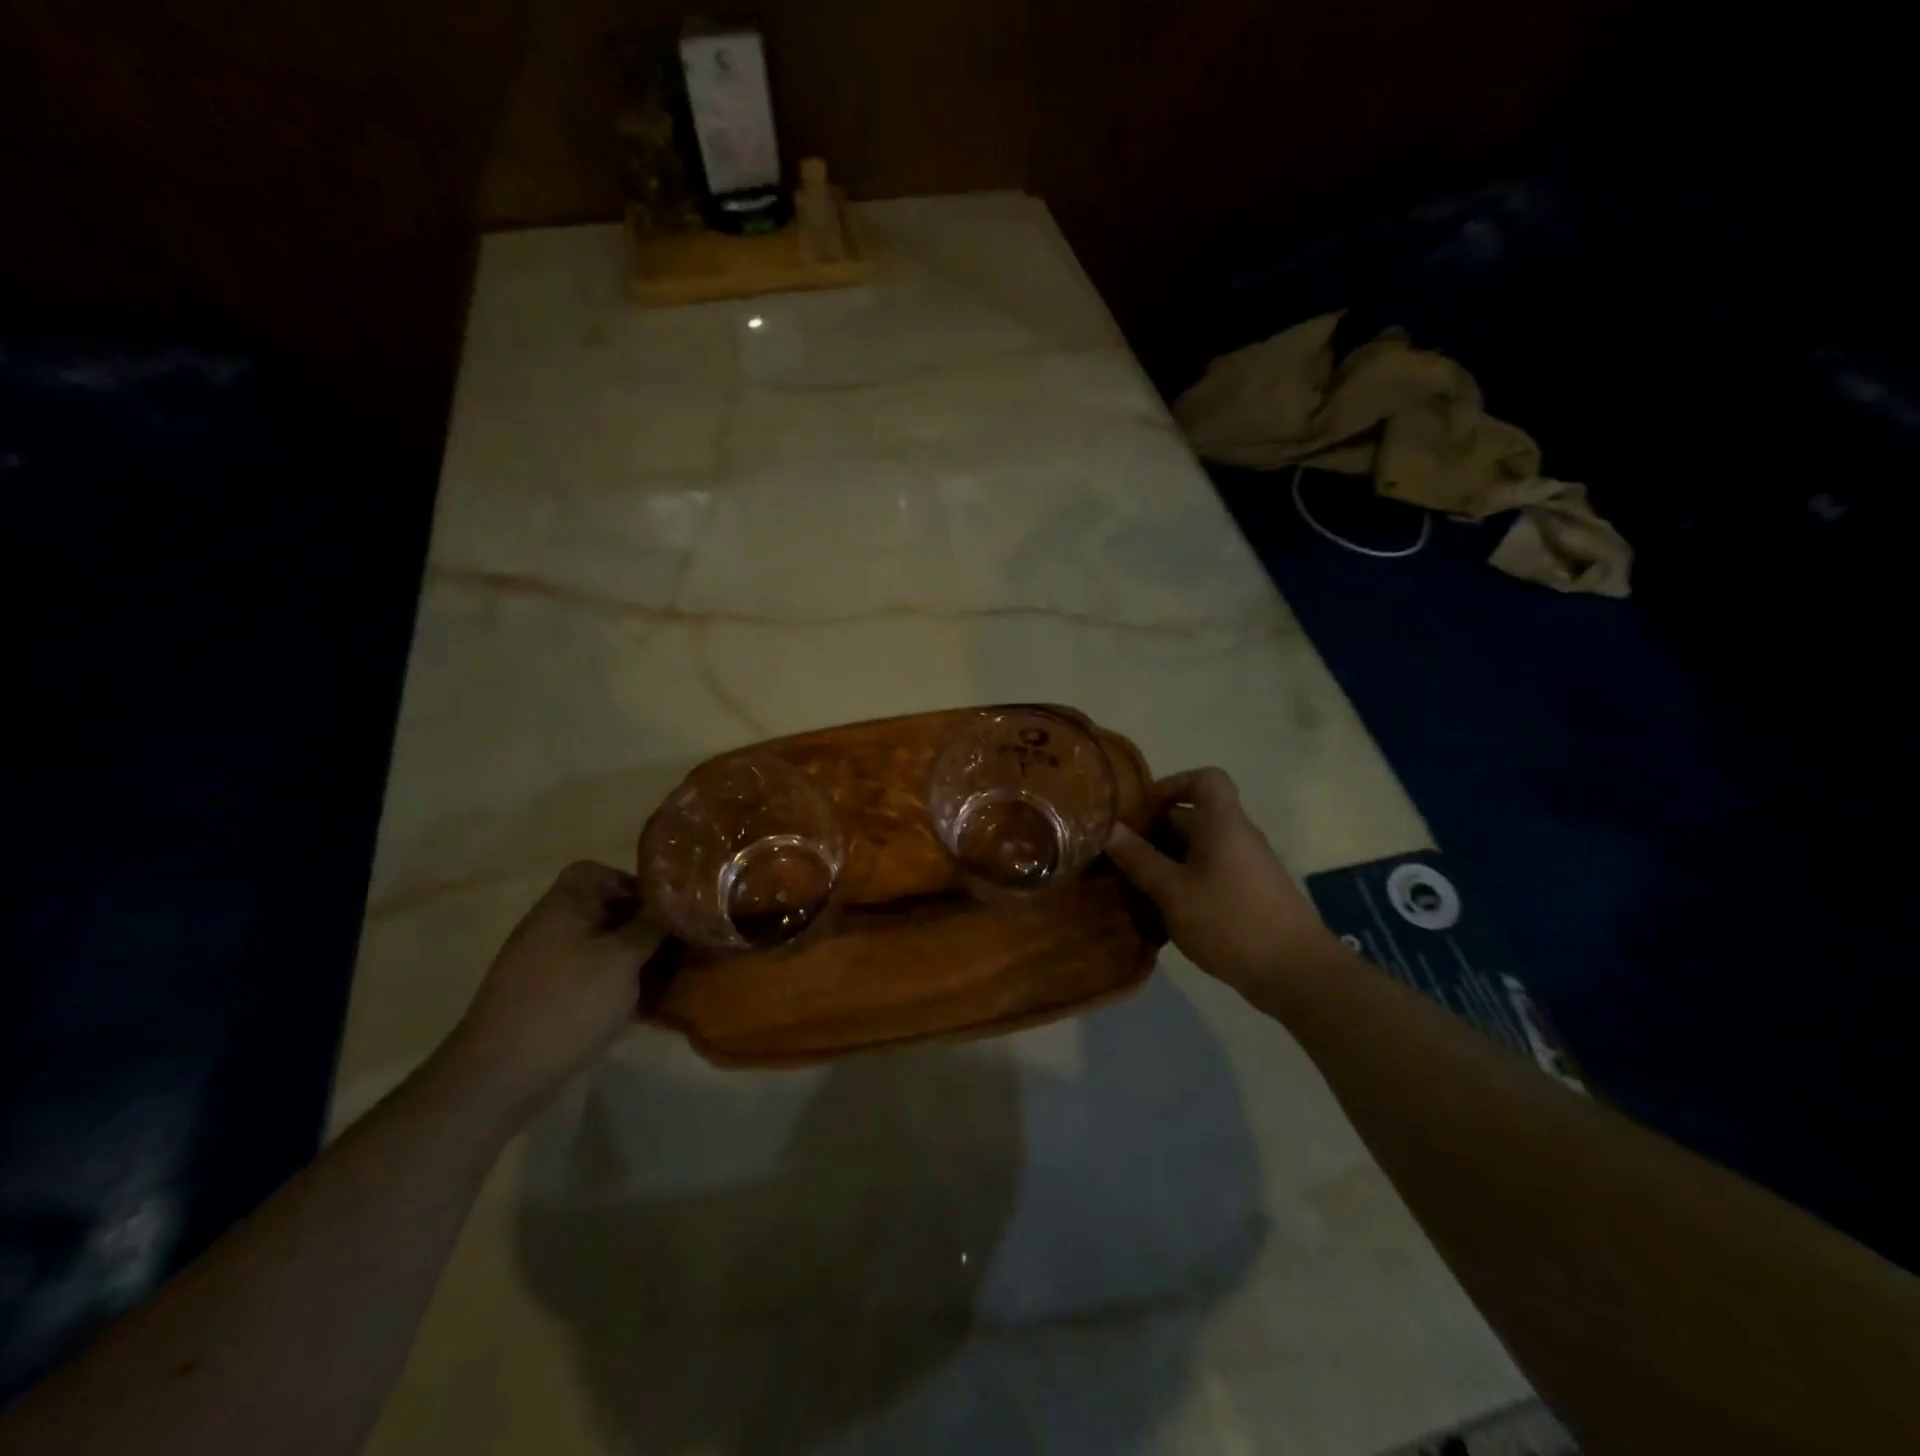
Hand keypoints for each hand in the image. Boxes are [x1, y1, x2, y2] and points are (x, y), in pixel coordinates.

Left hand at [443, 862, 663, 1113]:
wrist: (501, 1074)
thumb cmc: (568, 1002)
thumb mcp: (623, 959)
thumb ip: (651, 926)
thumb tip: (676, 904)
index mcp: (563, 905)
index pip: (598, 872)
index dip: (632, 884)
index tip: (663, 910)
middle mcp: (548, 926)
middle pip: (599, 909)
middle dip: (637, 923)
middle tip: (672, 943)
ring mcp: (540, 963)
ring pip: (595, 945)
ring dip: (627, 956)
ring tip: (658, 976)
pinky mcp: (540, 997)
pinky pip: (583, 974)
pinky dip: (608, 982)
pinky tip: (630, 1004)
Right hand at [1106, 767, 1336, 997]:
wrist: (1297, 973)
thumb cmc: (1230, 921)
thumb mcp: (1173, 892)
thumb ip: (1139, 859)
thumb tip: (1109, 828)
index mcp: (1222, 823)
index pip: (1205, 779)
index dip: (1172, 785)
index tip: (1142, 811)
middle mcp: (1238, 837)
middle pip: (1194, 817)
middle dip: (1155, 832)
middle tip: (1122, 855)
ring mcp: (1247, 867)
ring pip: (1199, 849)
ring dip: (1166, 862)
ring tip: (1135, 886)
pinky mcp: (1250, 895)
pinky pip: (1210, 874)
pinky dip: (1185, 883)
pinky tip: (1163, 912)